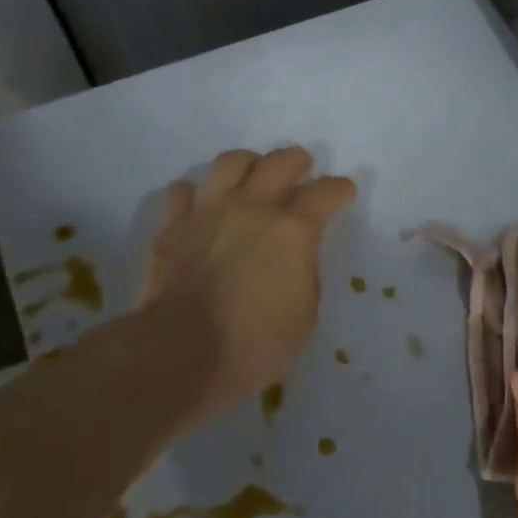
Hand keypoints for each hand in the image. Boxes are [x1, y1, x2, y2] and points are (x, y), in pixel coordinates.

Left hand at [140, 147, 355, 428]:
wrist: (180, 356)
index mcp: (294, 230)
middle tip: (303, 171)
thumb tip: (295, 258)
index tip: (344, 194)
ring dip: (249, 164)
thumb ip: (305, 274)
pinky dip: (194, 194)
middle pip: (281, 161)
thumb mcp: (305, 316)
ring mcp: (209, 212)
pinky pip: (182, 191)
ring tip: (254, 176)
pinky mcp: (173, 226)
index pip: (327, 192)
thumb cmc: (254, 345)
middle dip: (298, 161)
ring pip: (231, 162)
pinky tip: (200, 205)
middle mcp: (253, 207)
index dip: (341, 190)